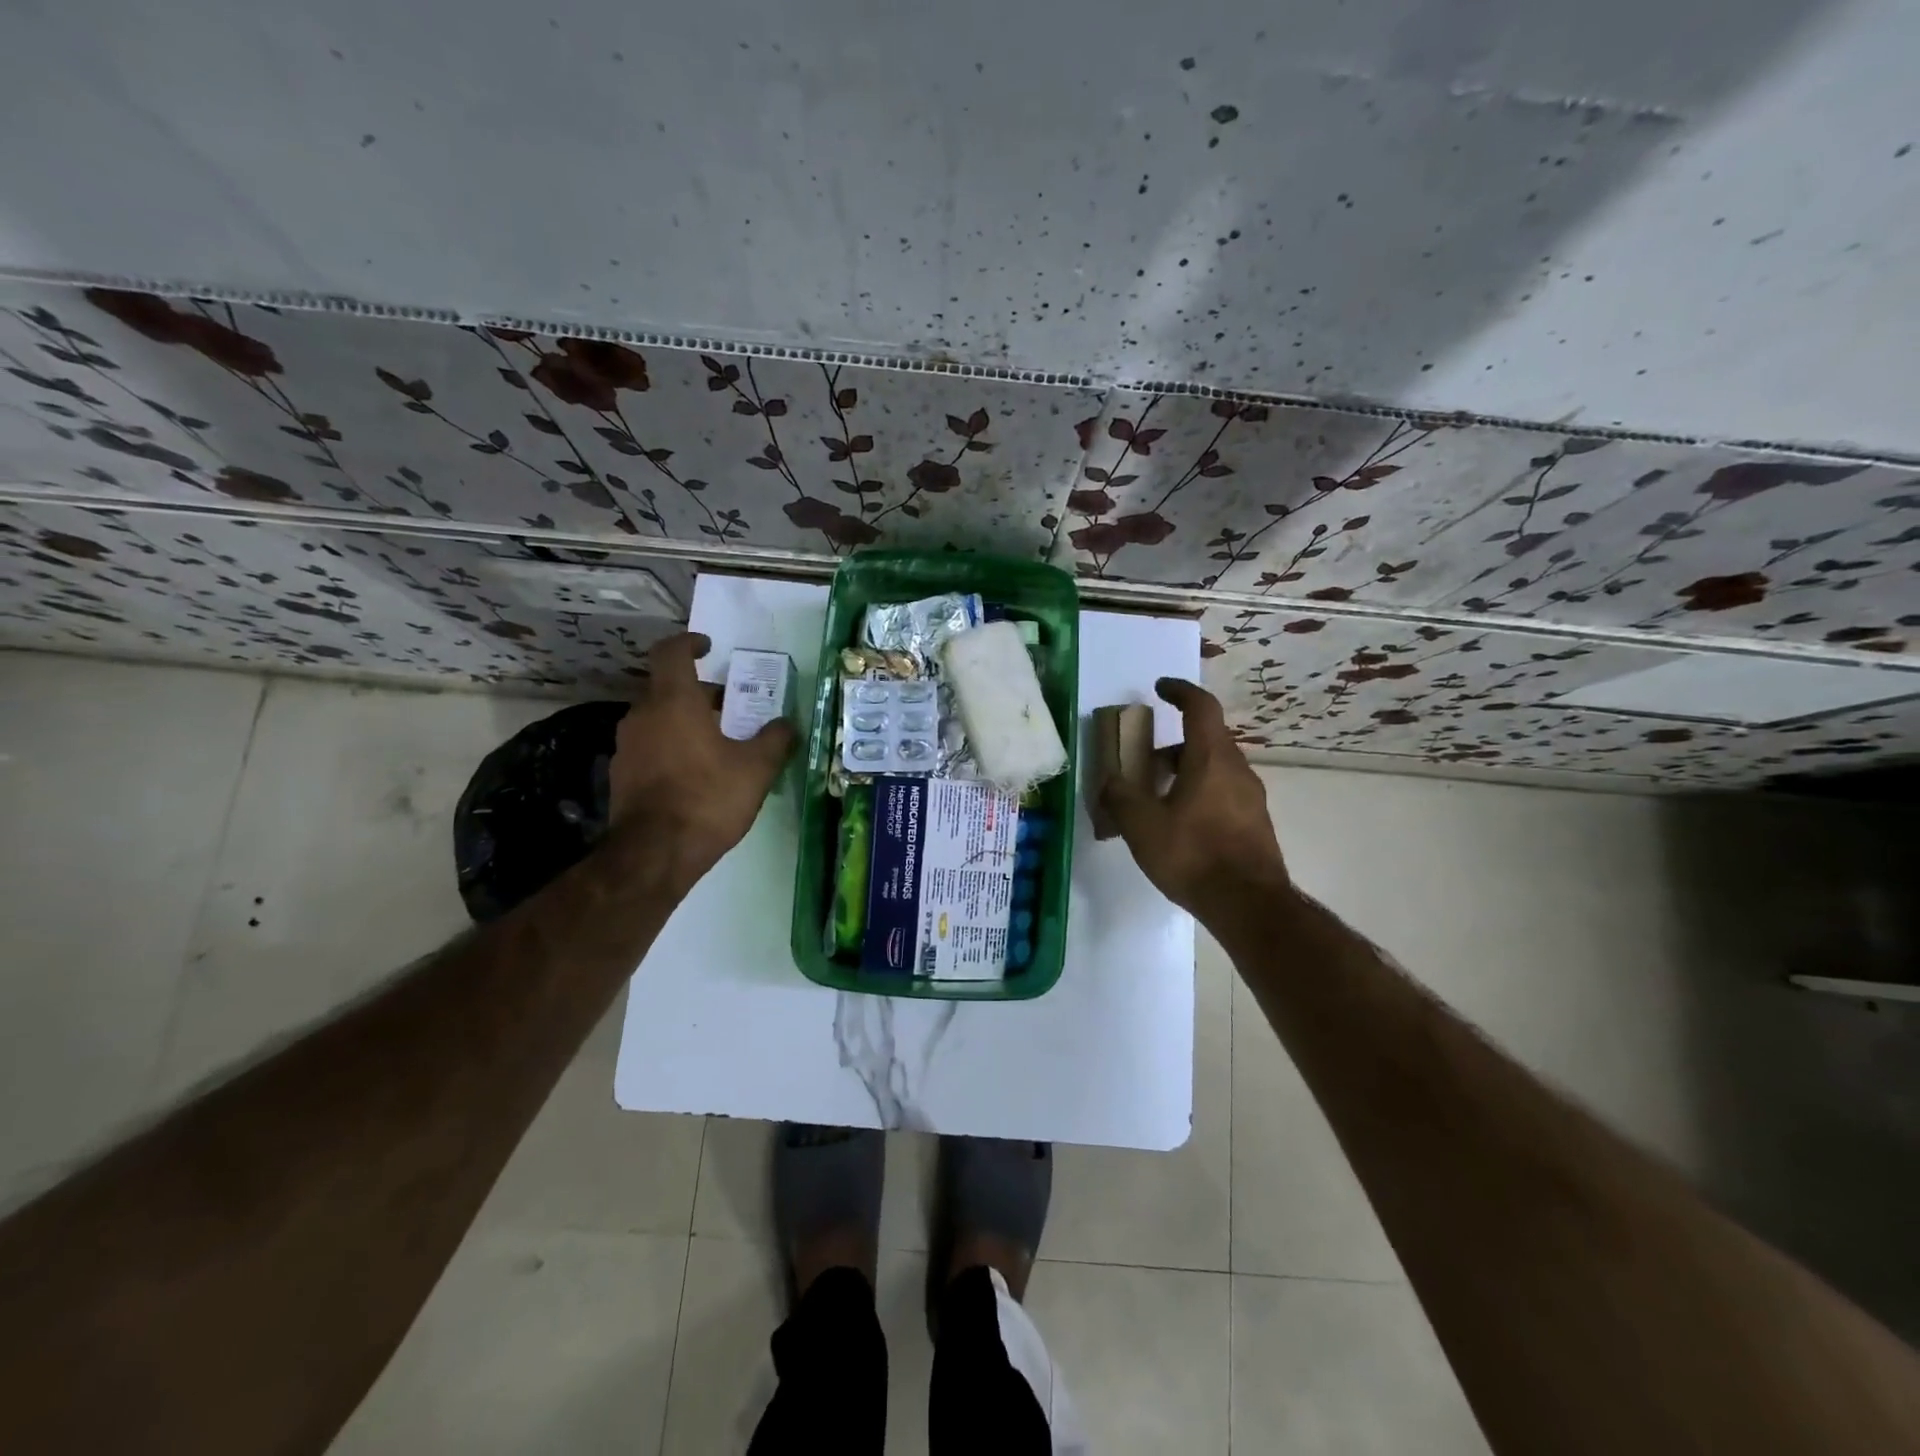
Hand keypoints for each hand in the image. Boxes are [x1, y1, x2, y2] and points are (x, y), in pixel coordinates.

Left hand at [608, 632, 795, 887]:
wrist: (655, 854)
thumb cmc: (708, 798)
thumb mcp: (756, 768)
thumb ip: (774, 739)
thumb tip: (786, 723)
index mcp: (674, 702)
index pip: (671, 653)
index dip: (688, 643)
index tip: (708, 647)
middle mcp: (642, 716)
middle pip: (668, 689)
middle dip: (700, 694)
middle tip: (731, 709)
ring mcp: (627, 747)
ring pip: (658, 719)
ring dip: (685, 722)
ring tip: (717, 743)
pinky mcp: (621, 775)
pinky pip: (650, 747)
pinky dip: (671, 747)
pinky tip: (695, 774)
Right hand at [1099, 678, 1289, 922]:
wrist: (1249, 905)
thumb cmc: (1193, 855)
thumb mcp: (1142, 825)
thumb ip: (1120, 797)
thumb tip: (1110, 780)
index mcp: (1211, 759)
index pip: (1201, 707)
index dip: (1180, 691)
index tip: (1160, 688)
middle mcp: (1237, 770)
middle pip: (1206, 740)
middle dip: (1173, 744)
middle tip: (1144, 761)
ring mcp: (1251, 798)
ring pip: (1215, 769)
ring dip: (1185, 772)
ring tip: (1156, 799)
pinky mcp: (1255, 824)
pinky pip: (1223, 793)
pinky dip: (1199, 794)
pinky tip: (1179, 826)